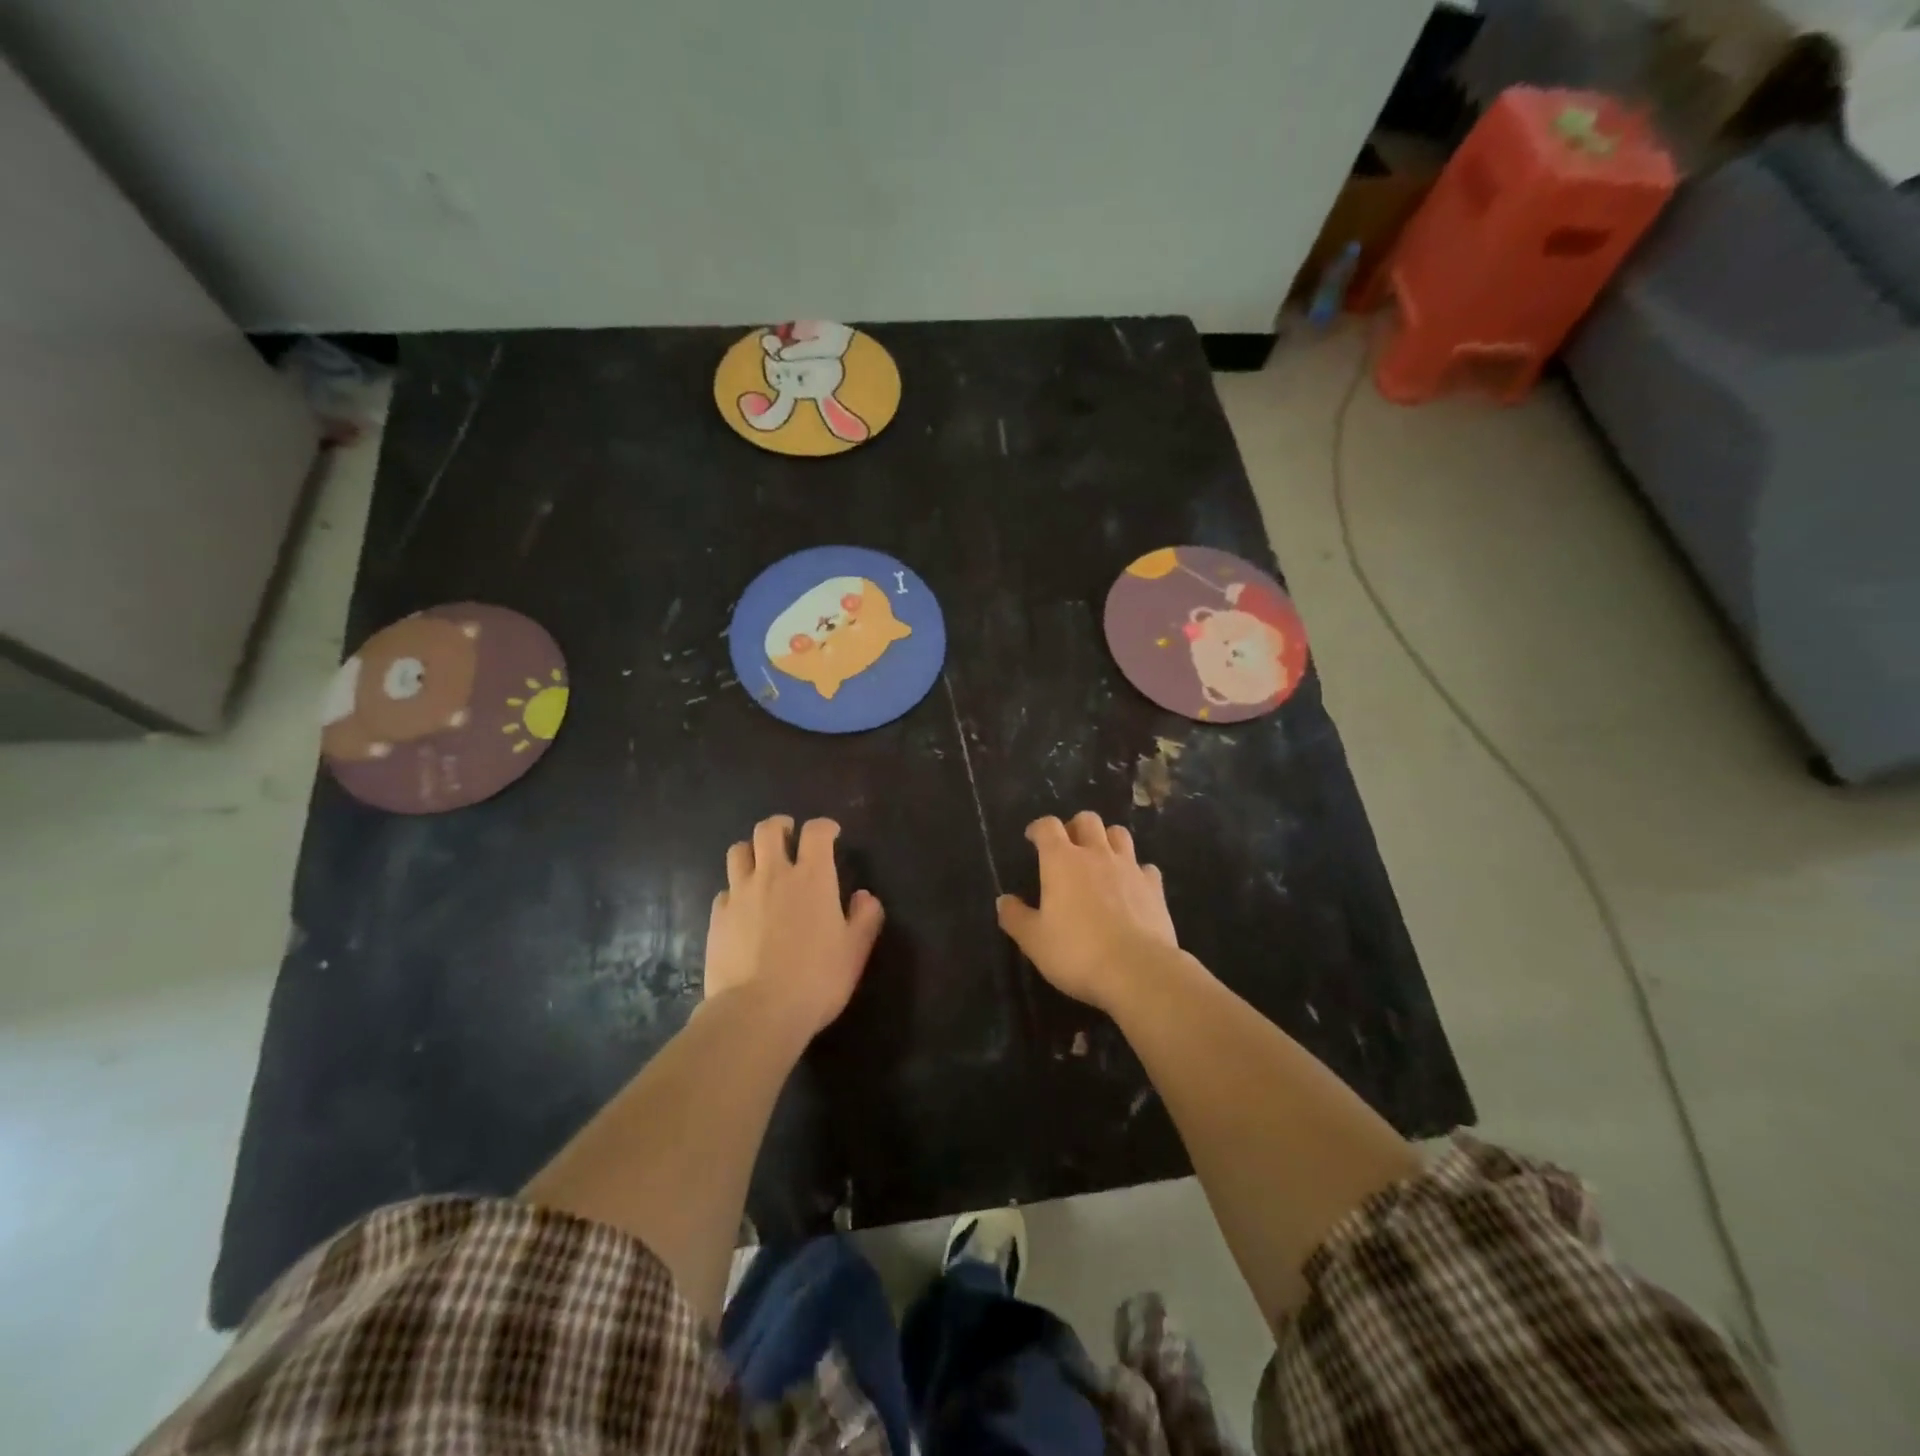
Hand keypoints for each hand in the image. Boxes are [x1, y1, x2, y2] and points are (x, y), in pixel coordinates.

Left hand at [705, 815, 883, 1035]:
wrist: (756, 1012)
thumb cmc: (816, 979)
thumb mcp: (854, 952)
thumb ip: (865, 918)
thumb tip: (864, 896)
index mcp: (812, 877)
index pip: (816, 832)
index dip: (824, 827)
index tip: (831, 835)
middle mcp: (773, 875)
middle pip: (768, 830)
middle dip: (780, 826)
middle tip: (789, 836)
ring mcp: (740, 894)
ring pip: (739, 851)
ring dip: (752, 850)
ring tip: (760, 863)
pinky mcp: (717, 917)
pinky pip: (725, 890)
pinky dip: (735, 890)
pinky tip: (742, 906)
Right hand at [996, 811, 1180, 1012]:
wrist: (1137, 970)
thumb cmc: (1077, 952)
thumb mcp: (1034, 940)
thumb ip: (1015, 917)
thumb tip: (1003, 901)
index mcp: (1061, 860)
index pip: (1048, 826)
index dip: (1038, 828)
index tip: (1033, 839)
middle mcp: (1096, 854)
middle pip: (1087, 820)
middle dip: (1075, 827)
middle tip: (1068, 848)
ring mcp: (1129, 867)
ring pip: (1119, 834)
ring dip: (1107, 840)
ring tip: (1101, 860)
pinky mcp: (1155, 887)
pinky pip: (1145, 867)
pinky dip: (1136, 872)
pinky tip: (1132, 888)